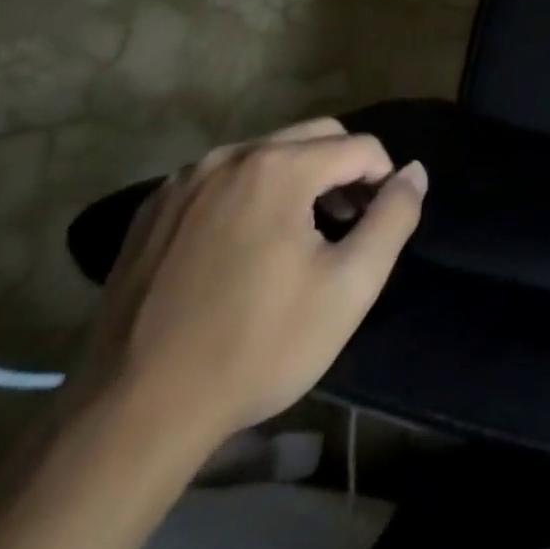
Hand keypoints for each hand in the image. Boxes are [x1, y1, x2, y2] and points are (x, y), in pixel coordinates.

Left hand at [76, 118, 425, 452]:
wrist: (135, 411)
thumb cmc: (257, 346)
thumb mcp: (349, 287)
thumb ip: (394, 218)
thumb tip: (414, 172)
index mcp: (278, 167)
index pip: (360, 147)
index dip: (385, 181)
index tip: (380, 226)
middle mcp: (229, 156)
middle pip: (314, 136)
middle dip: (344, 171)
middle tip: (348, 226)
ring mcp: (183, 181)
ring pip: (266, 154)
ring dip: (299, 179)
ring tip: (301, 239)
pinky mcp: (152, 210)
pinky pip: (222, 180)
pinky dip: (250, 195)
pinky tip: (244, 250)